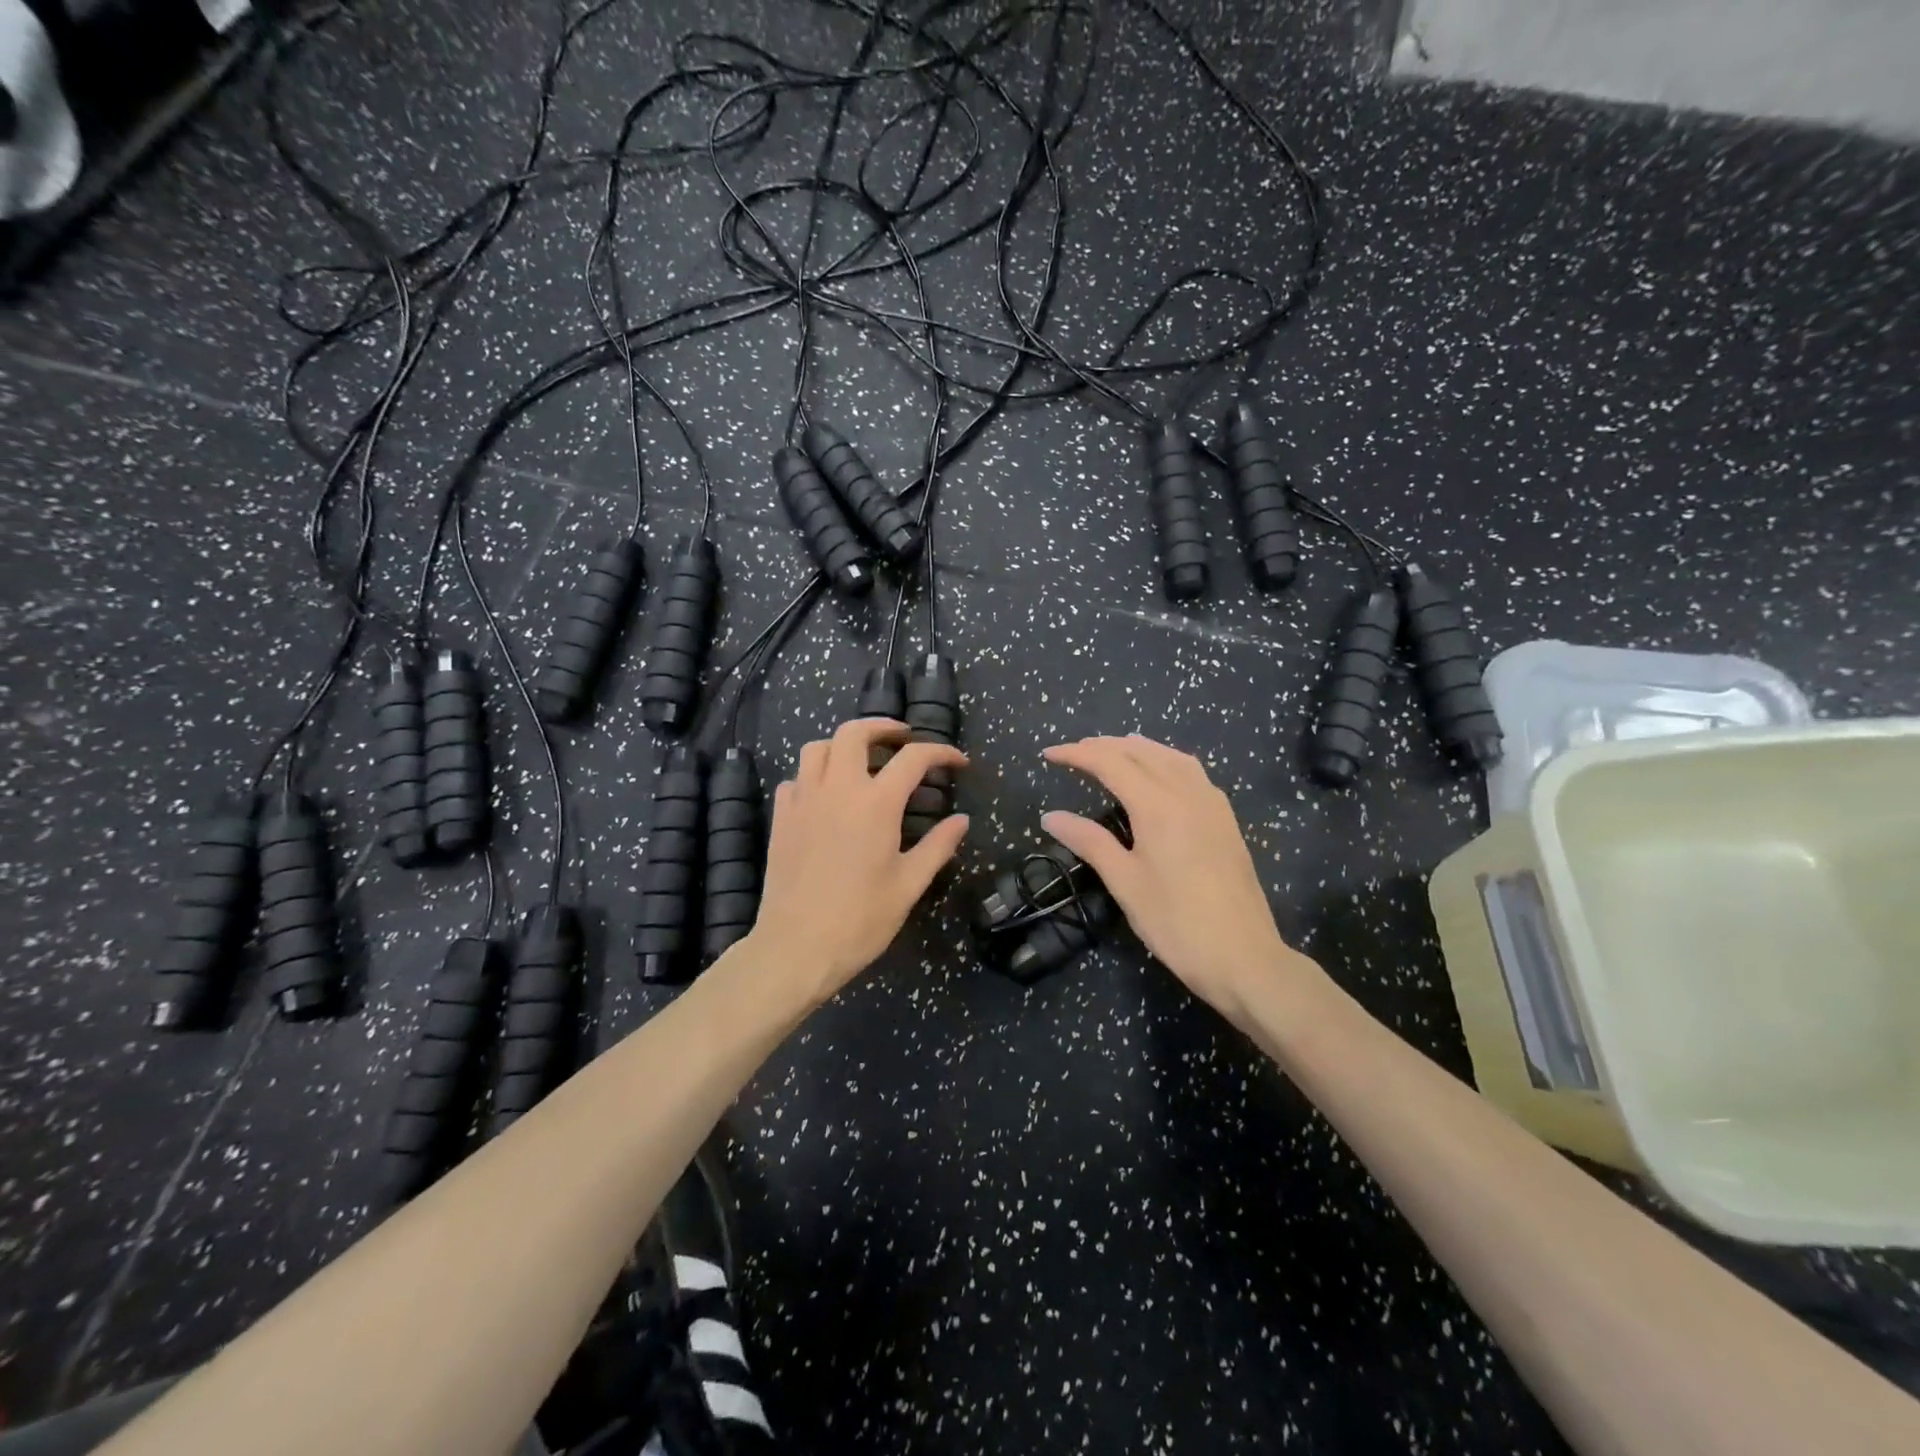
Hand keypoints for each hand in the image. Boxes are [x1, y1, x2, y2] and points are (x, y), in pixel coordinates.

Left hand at [748, 718, 968, 1003]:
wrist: (796, 948)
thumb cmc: (860, 920)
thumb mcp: (908, 885)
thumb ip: (938, 847)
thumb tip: (961, 821)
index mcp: (875, 803)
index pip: (914, 758)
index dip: (941, 752)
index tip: (958, 762)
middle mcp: (837, 789)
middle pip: (855, 733)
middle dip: (883, 727)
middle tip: (902, 740)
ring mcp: (803, 800)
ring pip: (818, 747)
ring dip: (843, 745)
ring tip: (862, 761)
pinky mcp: (782, 818)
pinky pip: (796, 778)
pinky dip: (814, 775)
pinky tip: (827, 796)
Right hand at [1041, 735, 1319, 1026]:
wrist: (1244, 957)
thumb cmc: (1176, 923)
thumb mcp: (1125, 883)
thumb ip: (1089, 842)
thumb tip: (1050, 816)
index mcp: (1158, 805)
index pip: (1110, 763)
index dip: (1077, 754)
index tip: (1049, 754)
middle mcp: (1187, 793)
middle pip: (1141, 752)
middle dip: (1104, 746)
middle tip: (1073, 753)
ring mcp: (1212, 804)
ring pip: (1172, 757)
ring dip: (1138, 748)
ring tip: (1113, 751)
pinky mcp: (1226, 820)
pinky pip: (1193, 772)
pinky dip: (1167, 760)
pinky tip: (1160, 774)